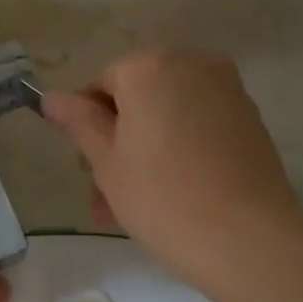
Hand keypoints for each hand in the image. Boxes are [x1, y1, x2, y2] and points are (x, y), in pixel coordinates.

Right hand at [43, 50, 302, 301]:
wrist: (246, 238)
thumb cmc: (160, 197)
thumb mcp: (106, 161)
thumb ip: (78, 122)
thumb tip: (52, 98)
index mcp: (150, 67)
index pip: (101, 84)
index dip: (87, 125)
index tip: (86, 168)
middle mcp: (192, 64)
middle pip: (138, 98)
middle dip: (117, 141)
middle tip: (105, 195)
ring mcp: (227, 89)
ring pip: (168, 115)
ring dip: (145, 151)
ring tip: (133, 206)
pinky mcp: (250, 118)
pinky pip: (198, 126)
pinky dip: (179, 150)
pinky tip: (174, 193)